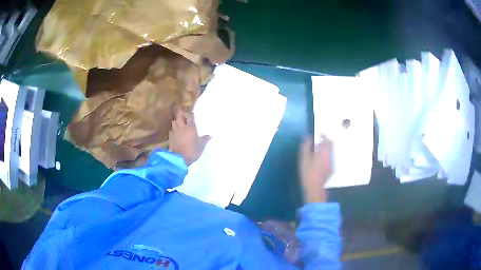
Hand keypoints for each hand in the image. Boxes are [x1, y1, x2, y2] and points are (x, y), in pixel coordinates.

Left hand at [169, 110, 210, 165]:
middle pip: (179, 115)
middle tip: (184, 117)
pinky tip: (176, 134)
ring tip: (179, 125)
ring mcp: (174, 131)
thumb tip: (209, 136)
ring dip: (176, 122)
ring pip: (174, 122)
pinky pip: (171, 130)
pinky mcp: (170, 137)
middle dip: (181, 115)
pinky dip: (173, 130)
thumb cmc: (192, 151)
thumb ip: (204, 140)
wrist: (179, 159)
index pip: (189, 116)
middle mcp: (181, 127)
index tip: (191, 115)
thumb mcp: (201, 146)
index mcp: (190, 127)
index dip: (190, 114)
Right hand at [299, 135, 332, 202]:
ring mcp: (331, 164)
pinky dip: (325, 156)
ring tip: (316, 151)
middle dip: (325, 143)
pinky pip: (329, 159)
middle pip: (330, 147)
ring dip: (325, 150)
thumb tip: (307, 137)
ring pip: (330, 153)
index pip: (328, 141)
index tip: (319, 134)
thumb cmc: (308, 173)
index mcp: (325, 153)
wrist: (314, 188)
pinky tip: (318, 161)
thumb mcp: (304, 158)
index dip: (324, 136)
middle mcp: (331, 157)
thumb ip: (306, 146)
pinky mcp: (330, 170)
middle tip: (317, 142)